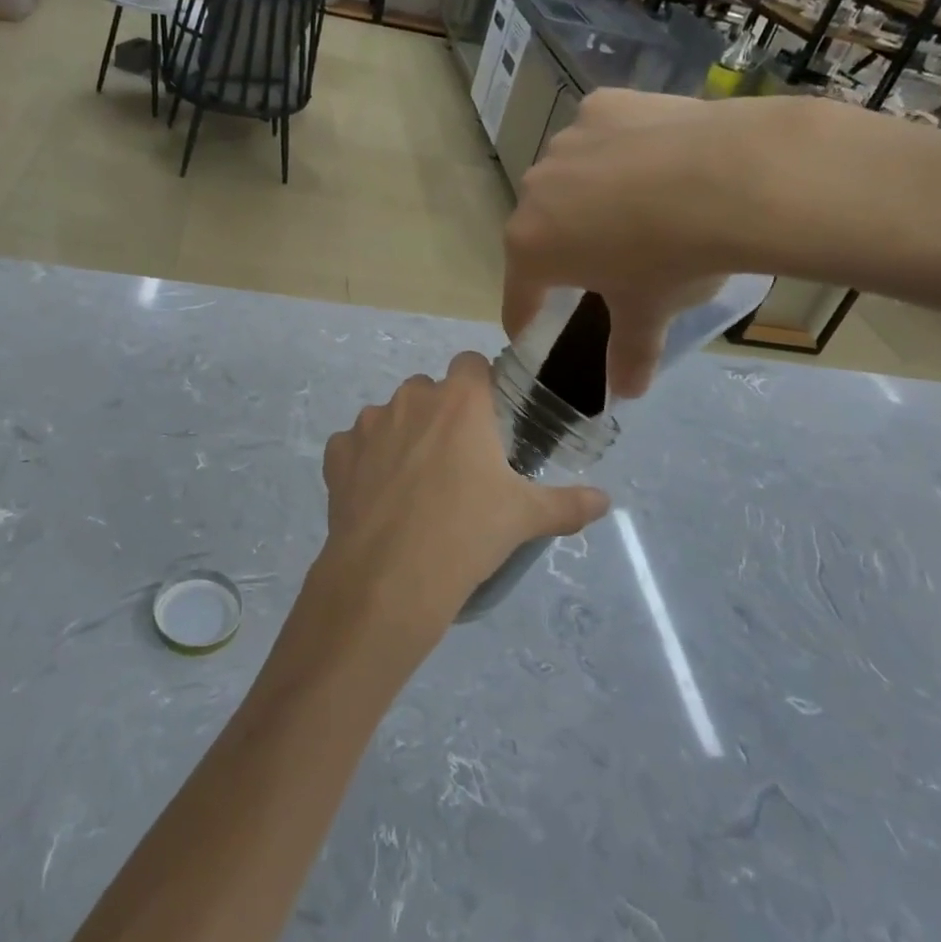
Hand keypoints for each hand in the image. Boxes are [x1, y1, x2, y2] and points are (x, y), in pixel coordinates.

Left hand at [303, 352, 607, 665]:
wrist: (390, 578)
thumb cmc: (467, 533)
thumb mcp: (525, 518)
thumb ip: (568, 504)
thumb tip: (604, 501)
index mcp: (460, 401)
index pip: (471, 364)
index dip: (481, 386)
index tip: (488, 422)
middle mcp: (411, 399)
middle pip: (429, 390)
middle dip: (441, 414)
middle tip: (456, 461)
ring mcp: (368, 424)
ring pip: (390, 415)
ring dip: (402, 436)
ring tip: (414, 484)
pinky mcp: (337, 454)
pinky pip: (354, 446)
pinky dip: (364, 462)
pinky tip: (378, 497)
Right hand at [503, 90, 802, 397]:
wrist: (732, 177)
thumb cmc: (673, 258)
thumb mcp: (649, 313)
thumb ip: (629, 353)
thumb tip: (627, 393)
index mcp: (531, 246)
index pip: (518, 293)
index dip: (525, 317)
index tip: (531, 329)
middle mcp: (534, 189)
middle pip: (540, 230)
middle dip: (562, 250)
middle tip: (602, 265)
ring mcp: (567, 141)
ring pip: (568, 179)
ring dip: (588, 197)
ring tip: (638, 207)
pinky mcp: (602, 105)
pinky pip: (599, 137)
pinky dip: (616, 151)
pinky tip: (654, 160)